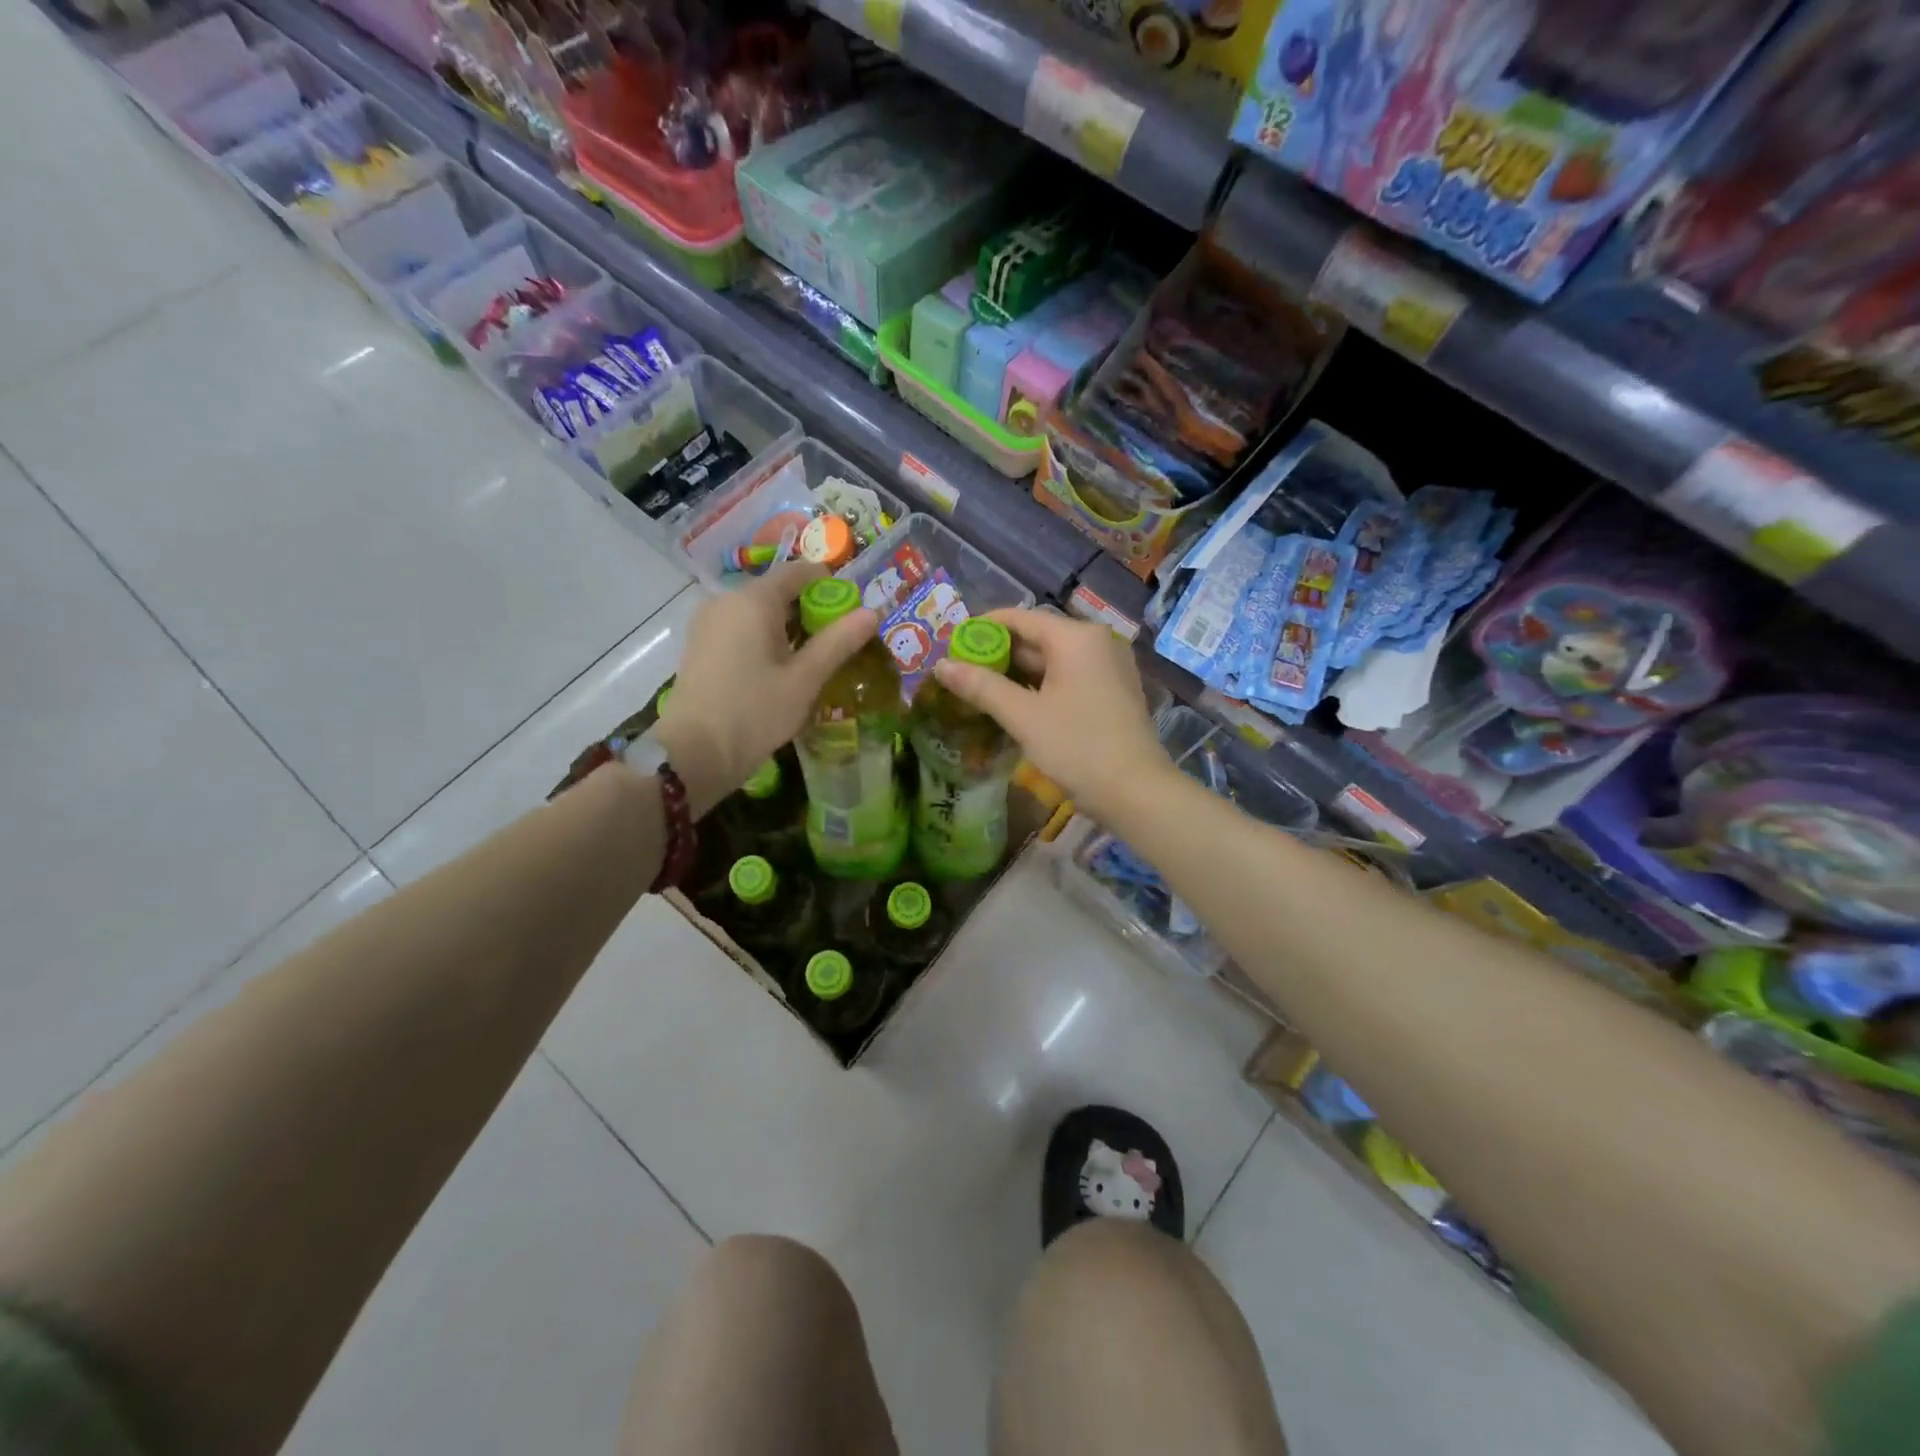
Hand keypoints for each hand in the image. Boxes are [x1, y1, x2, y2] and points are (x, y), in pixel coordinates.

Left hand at [655, 562, 876, 817]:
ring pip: (759, 612)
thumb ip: (839, 642)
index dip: (830, 585)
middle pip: (778, 592)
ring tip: (813, 661)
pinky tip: (780, 671)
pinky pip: (741, 629)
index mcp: (753, 600)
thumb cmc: (754, 712)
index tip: (852, 613)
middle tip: (839, 643)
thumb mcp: (805, 679)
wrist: (693, 753)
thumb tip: (872, 612)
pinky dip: (765, 640)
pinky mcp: (701, 645)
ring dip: (789, 628)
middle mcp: (726, 600)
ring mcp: (708, 623)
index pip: (799, 572)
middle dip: (811, 611)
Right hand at [930, 607, 1171, 820]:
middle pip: (1038, 637)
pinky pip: (1070, 677)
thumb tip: (941, 665)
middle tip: (961, 671)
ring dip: (1018, 672)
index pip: (1020, 618)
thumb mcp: (1023, 716)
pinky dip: (1042, 685)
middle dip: (999, 654)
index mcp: (1076, 637)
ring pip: (1053, 660)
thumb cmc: (1078, 748)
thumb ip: (981, 687)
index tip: (953, 644)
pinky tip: (1016, 704)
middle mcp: (1097, 642)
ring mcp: (1109, 667)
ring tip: (980, 689)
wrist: (1137, 792)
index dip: (983, 628)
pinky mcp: (1113, 691)